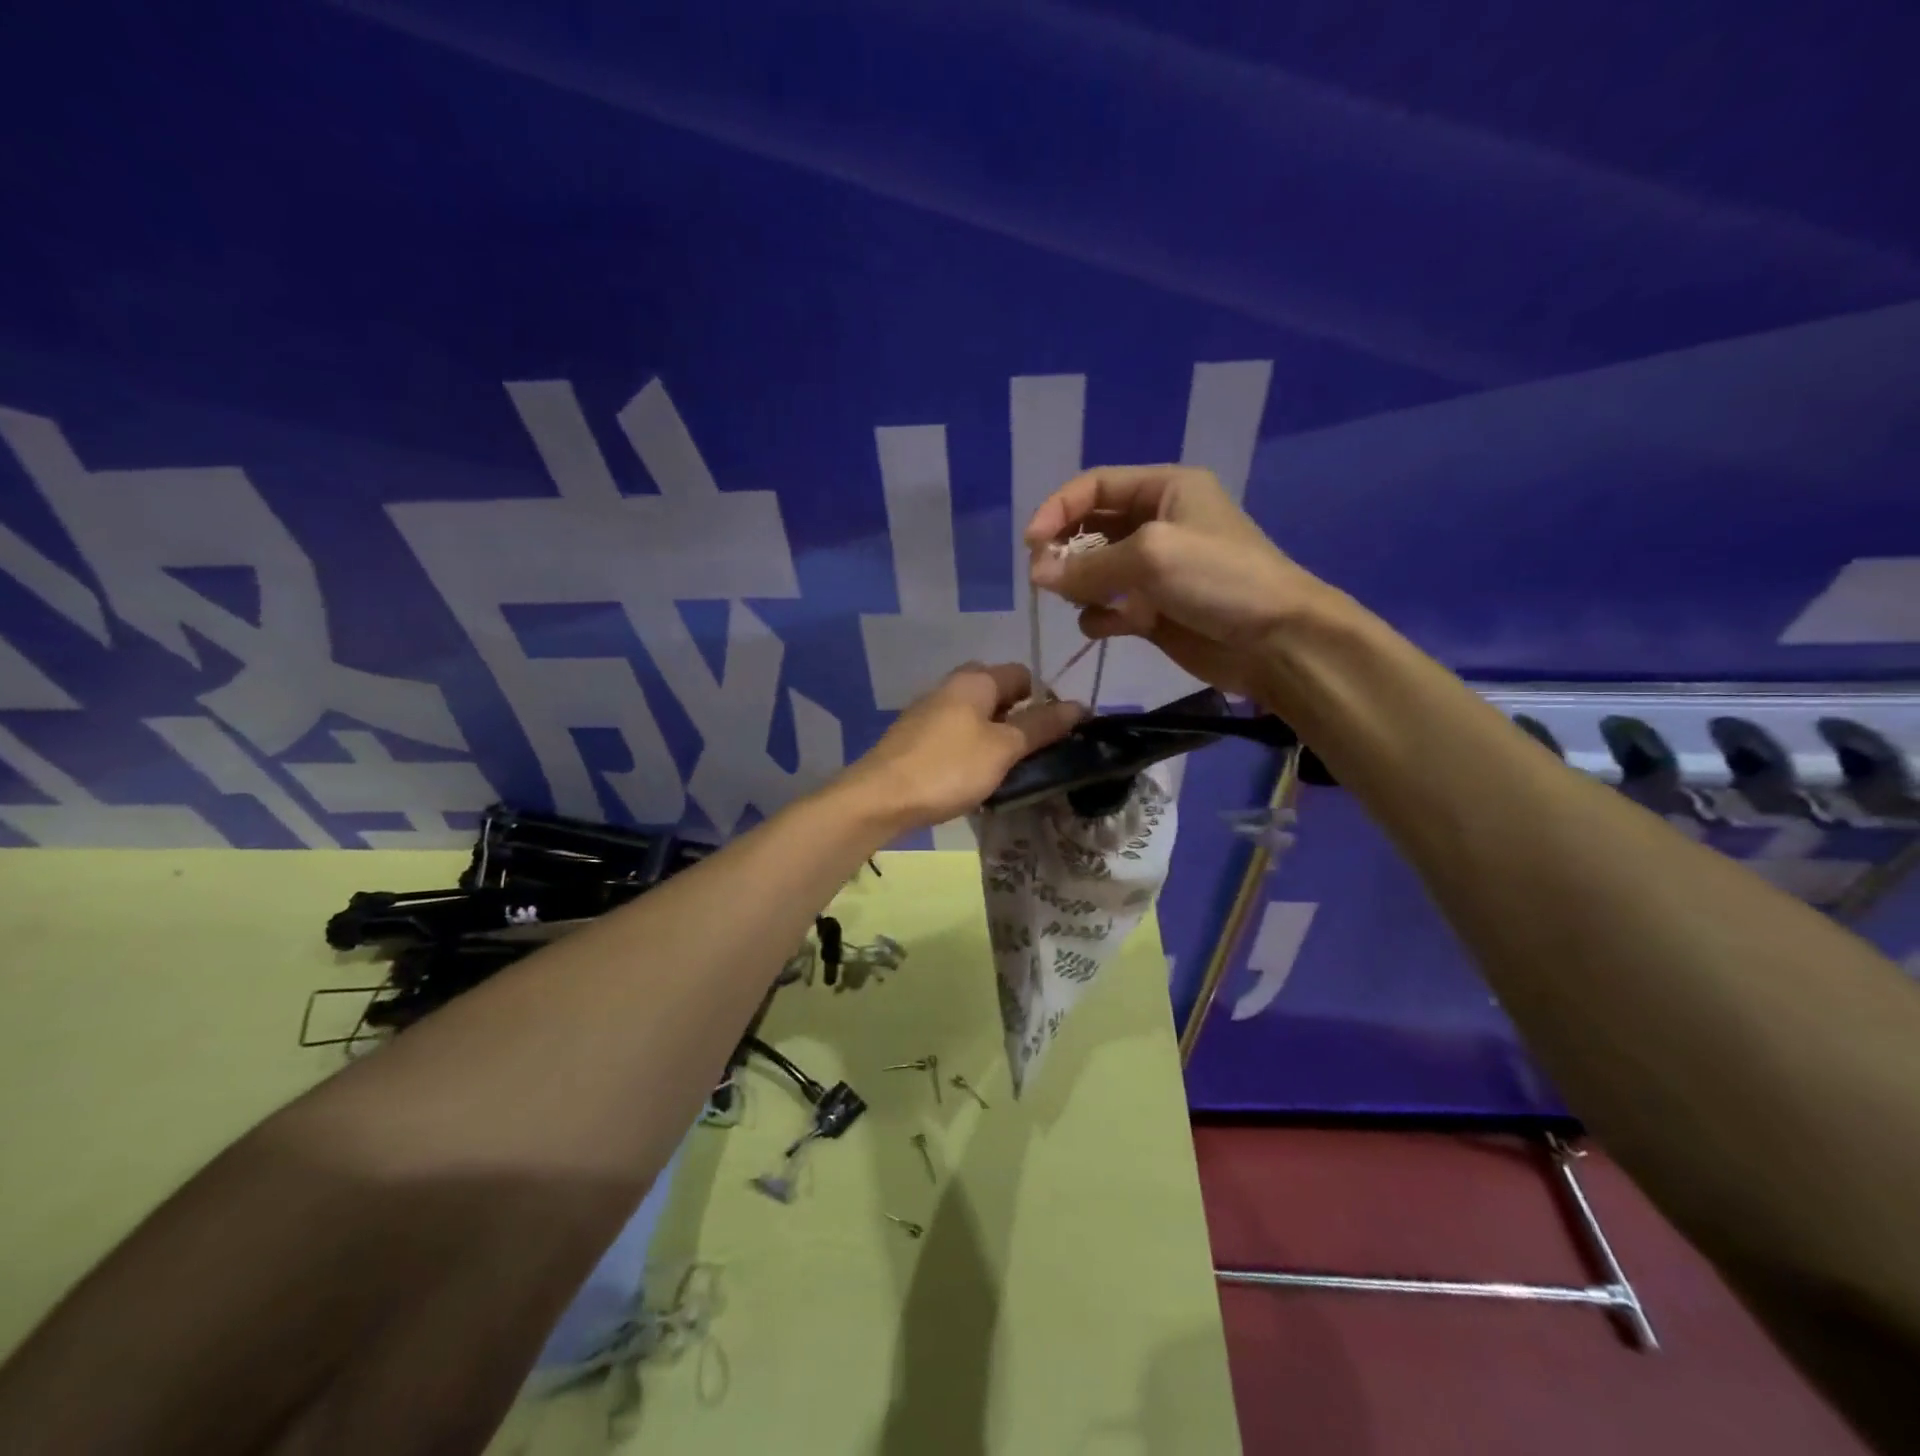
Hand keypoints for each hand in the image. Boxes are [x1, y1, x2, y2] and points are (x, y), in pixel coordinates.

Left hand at [835, 663, 1082, 832]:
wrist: (880, 798)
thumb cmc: (949, 767)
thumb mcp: (1003, 748)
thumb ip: (1041, 726)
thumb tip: (1078, 705)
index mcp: (975, 679)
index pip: (1022, 675)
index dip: (1044, 700)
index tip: (1056, 734)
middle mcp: (950, 686)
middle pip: (998, 694)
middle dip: (1019, 720)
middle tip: (1032, 754)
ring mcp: (929, 711)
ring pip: (976, 717)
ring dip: (995, 738)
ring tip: (1008, 770)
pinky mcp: (915, 737)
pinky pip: (956, 735)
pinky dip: (971, 749)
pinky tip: (974, 777)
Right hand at [1025, 465, 1333, 699]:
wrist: (1275, 641)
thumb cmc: (1219, 579)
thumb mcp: (1151, 555)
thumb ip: (1089, 565)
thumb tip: (1036, 576)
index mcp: (1165, 489)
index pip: (1094, 486)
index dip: (1057, 509)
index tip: (1031, 543)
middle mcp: (1157, 524)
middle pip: (1090, 528)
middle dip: (1065, 552)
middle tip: (1043, 580)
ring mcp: (1154, 571)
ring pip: (1094, 572)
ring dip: (1079, 587)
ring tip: (1080, 602)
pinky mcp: (1153, 611)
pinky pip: (1109, 608)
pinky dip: (1100, 617)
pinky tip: (1107, 627)